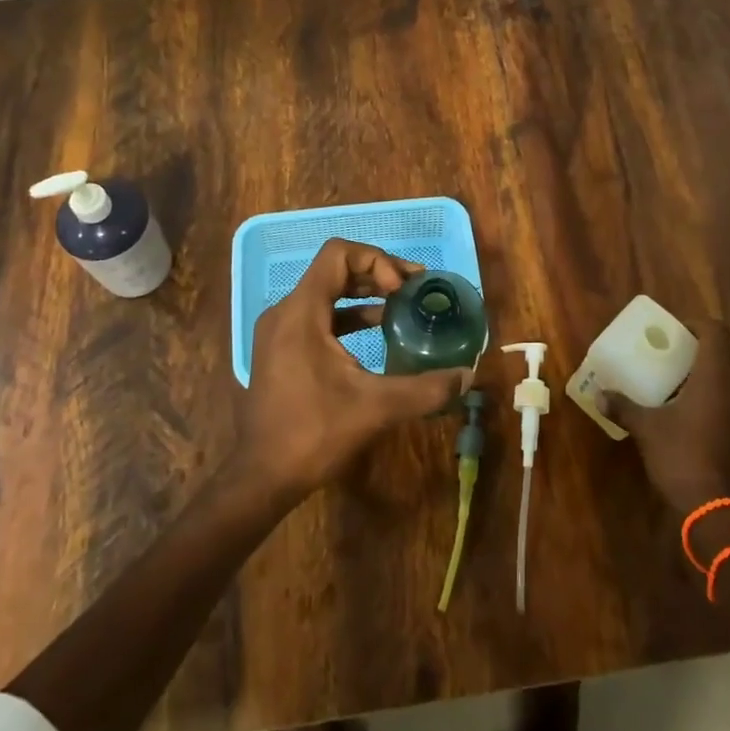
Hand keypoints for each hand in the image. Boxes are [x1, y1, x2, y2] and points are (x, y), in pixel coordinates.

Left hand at [238, 239, 468, 496]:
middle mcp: (286, 311)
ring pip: (326, 292)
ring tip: (401, 304)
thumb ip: (425, 388)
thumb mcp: (376, 407)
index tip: (401, 290)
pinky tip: (377, 329)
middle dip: (377, 273)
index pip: (338, 253)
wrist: (262, 477)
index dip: (376, 261)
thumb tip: (467, 376)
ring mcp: (279, 330)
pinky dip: (348, 314)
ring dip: (364, 293)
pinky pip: (318, 315)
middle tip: (413, 289)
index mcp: (301, 312)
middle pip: (334, 269)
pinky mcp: (281, 349)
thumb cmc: (314, 433)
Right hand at [606, 319, 729, 515]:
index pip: (717, 332)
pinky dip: (714, 390)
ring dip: (710, 368)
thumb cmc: (680, 456)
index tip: (674, 331)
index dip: (697, 324)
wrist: (713, 507)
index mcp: (715, 377)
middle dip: (705, 344)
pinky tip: (687, 405)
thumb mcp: (646, 428)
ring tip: (678, 375)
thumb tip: (599, 394)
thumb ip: (623, 407)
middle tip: (676, 349)